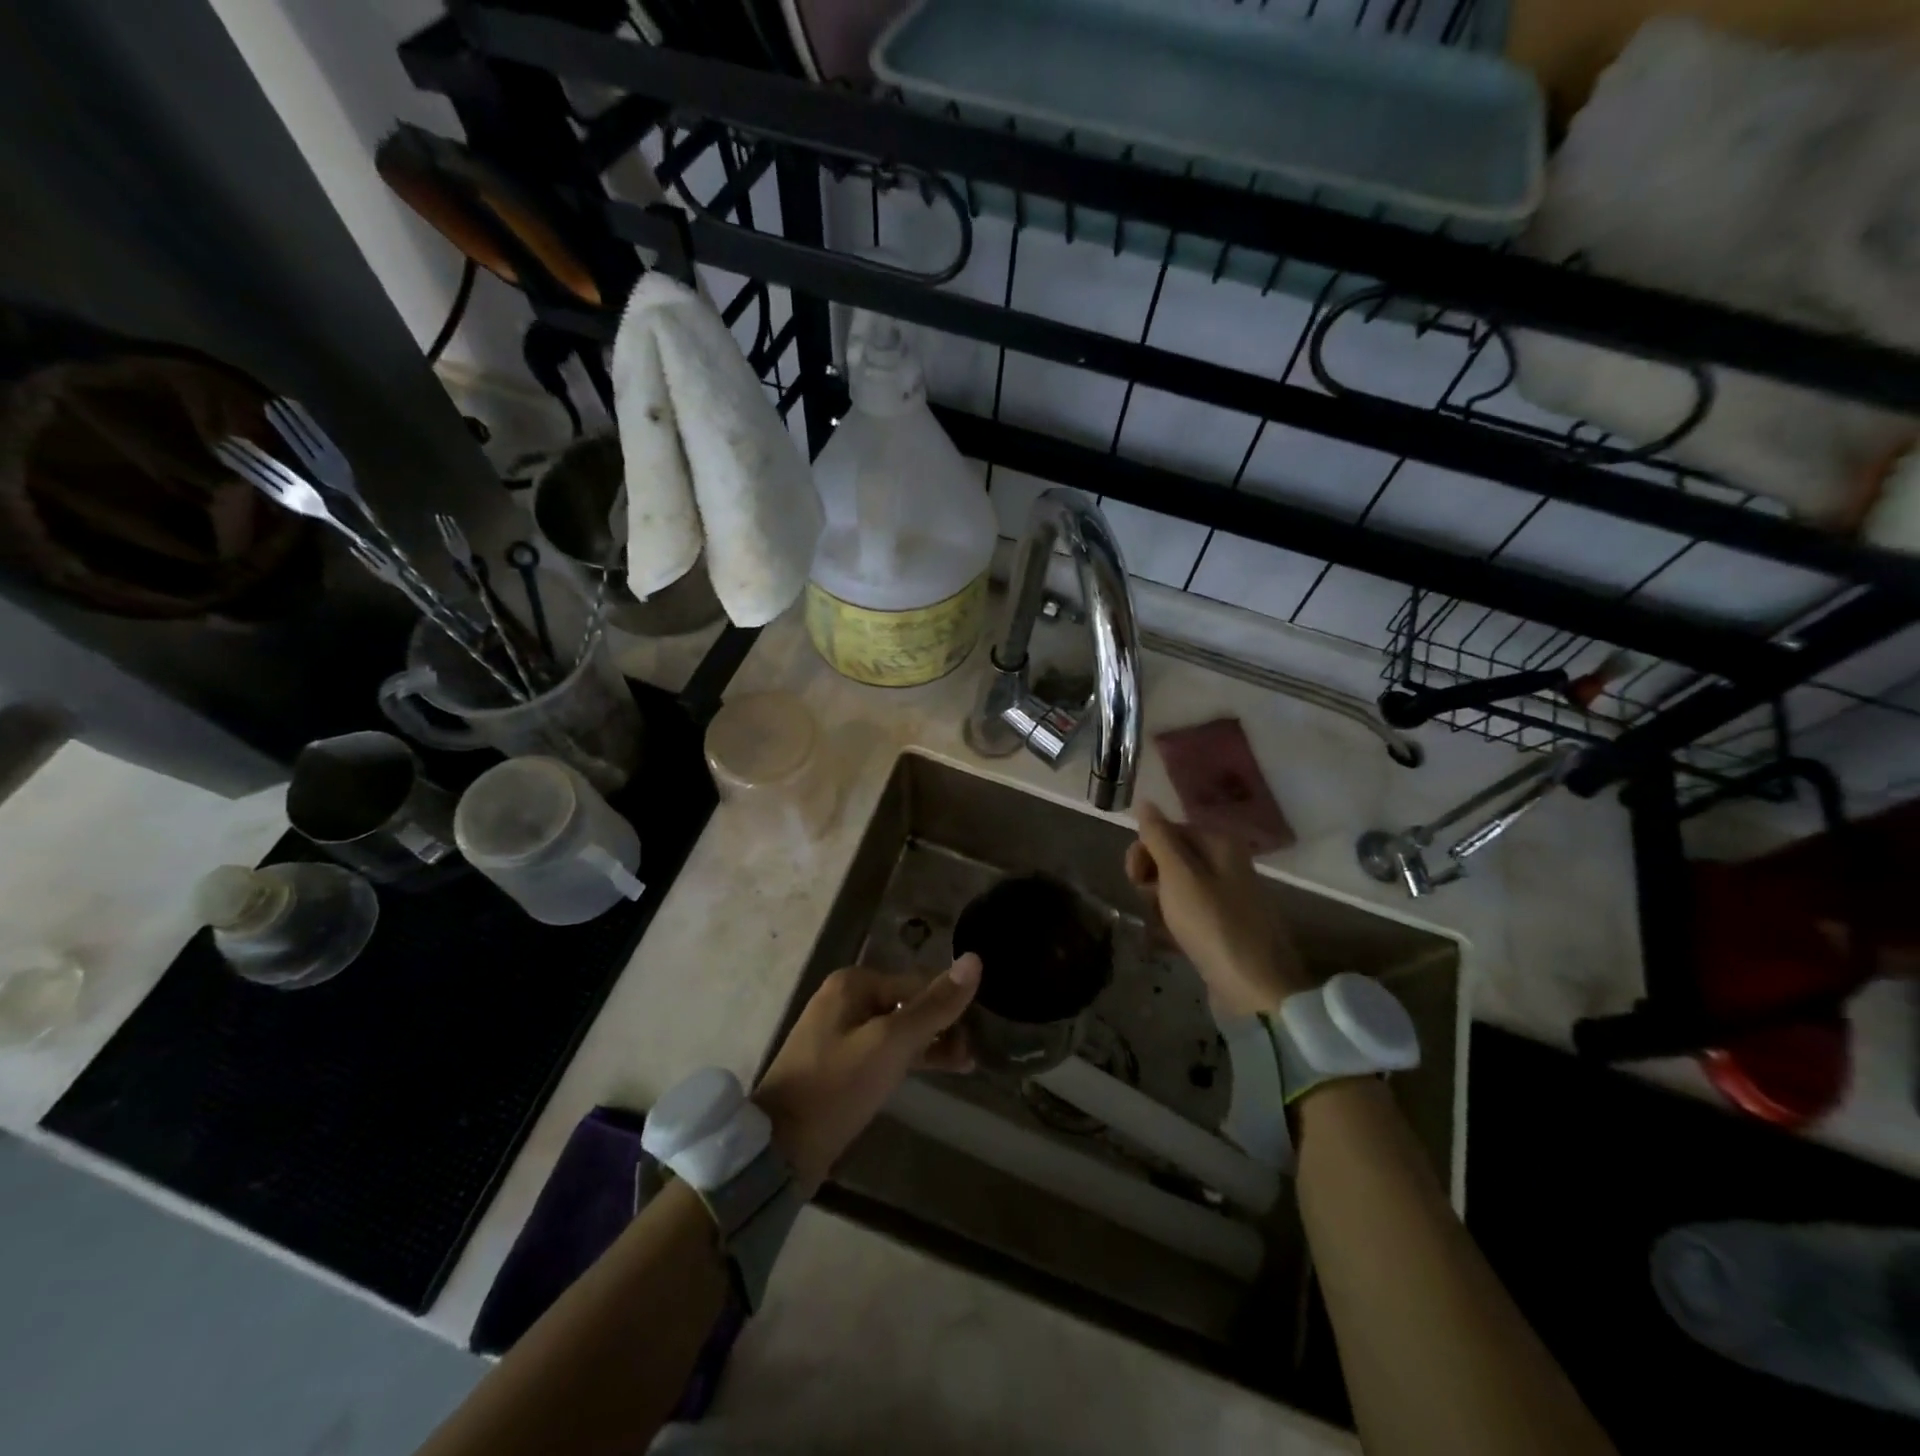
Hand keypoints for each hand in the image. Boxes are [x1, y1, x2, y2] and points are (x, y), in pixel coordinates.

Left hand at [753, 956, 979, 1187]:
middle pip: (907, 1005)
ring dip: (930, 1045)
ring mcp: (840, 1033)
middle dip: (941, 1028)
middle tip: (972, 1057)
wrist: (781, 1147)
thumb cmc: (838, 1086)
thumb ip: (934, 1006)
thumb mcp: (892, 1043)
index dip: (949, 1008)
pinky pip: (883, 1052)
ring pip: (897, 1030)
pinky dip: (908, 1059)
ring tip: (965, 1065)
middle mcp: (845, 999)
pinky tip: (933, 1071)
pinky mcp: (840, 1064)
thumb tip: (974, 959)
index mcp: (854, 983)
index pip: (917, 984)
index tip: (978, 1035)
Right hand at [1125, 801, 1309, 1016]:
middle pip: (1173, 858)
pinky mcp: (1225, 927)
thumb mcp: (1178, 875)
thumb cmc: (1212, 924)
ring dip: (1160, 903)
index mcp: (1220, 844)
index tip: (1133, 877)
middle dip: (1152, 878)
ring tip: (1161, 926)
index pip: (1169, 830)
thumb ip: (1158, 837)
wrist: (1255, 988)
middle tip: (1147, 900)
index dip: (1145, 850)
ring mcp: (1228, 897)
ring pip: (1178, 888)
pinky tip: (1168, 941)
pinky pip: (1190, 914)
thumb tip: (1145, 801)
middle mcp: (1227, 864)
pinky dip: (1175, 923)